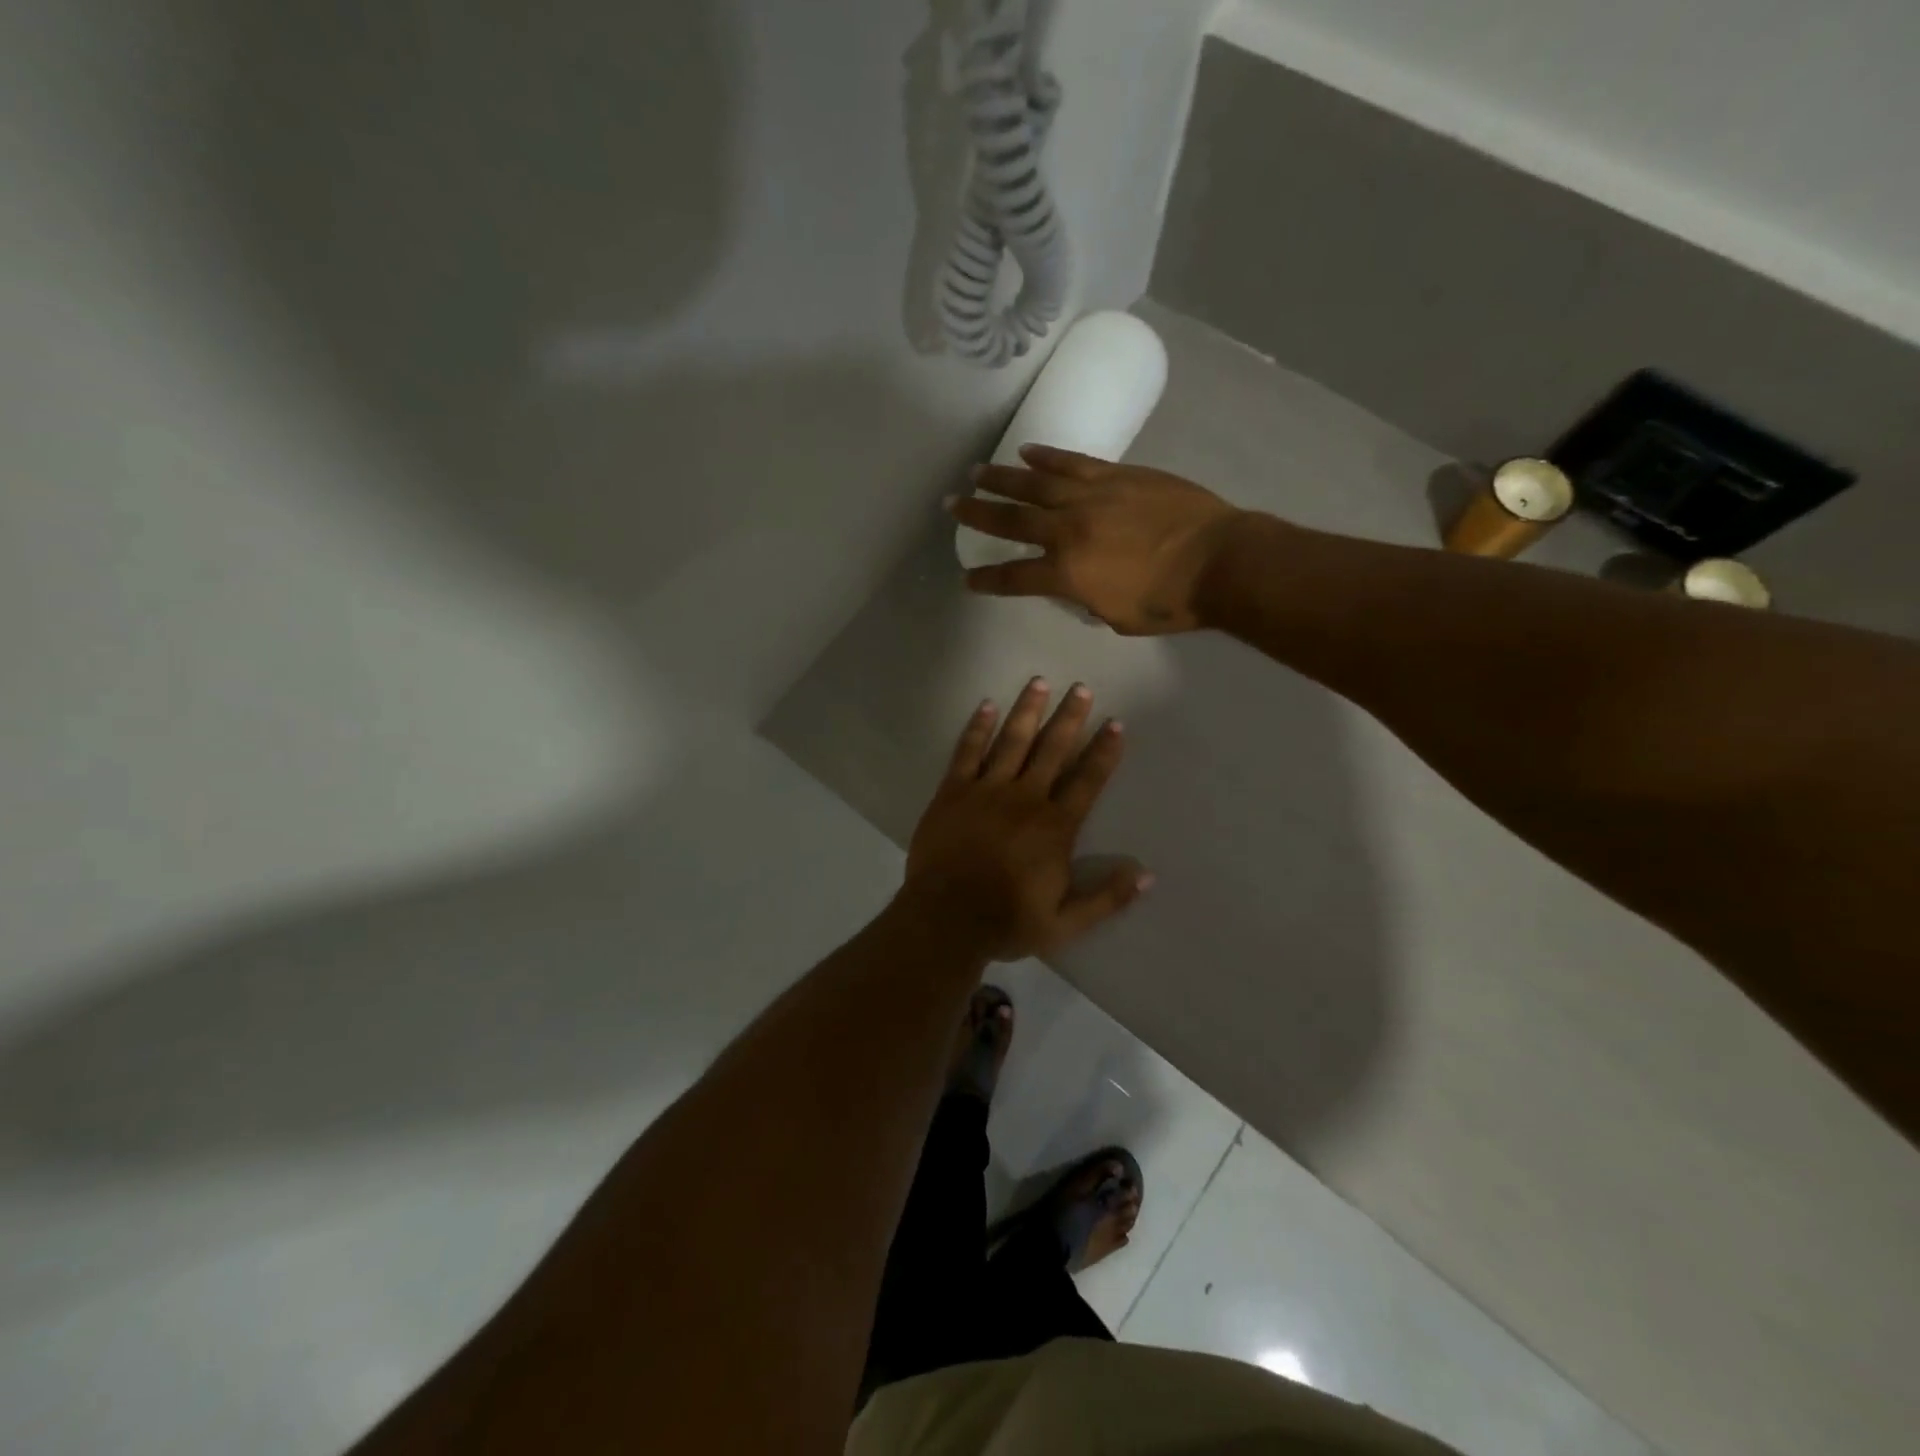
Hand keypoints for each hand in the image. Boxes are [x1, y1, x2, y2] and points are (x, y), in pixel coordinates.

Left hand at [904, 678, 1149, 960]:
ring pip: (1012, 741)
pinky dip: (978, 728)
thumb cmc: (1006, 922)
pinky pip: (967, 752)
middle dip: (1069, 717)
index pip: (1087, 780)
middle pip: (1052, 749)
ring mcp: (986, 791)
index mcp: (1055, 827)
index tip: (1115, 724)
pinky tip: (987, 706)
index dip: (1103, 751)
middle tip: (1081, 688)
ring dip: (1028, 711)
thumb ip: (1107, 898)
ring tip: (1040, 682)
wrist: (945, 920)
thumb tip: (1147, 875)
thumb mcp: (1065, 924)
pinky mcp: (953, 792)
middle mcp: (1025, 799)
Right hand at [949, 445, 1251, 633]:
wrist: (1219, 560)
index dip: (987, 579)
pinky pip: (1073, 462)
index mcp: (1067, 574)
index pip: (1014, 577)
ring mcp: (1092, 496)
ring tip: (977, 472)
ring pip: (1036, 484)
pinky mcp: (1117, 475)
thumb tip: (1078, 586)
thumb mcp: (1118, 617)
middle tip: (952, 504)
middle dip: (978, 514)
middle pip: (1012, 521)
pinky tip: (1027, 452)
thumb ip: (1087, 600)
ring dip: (1002, 478)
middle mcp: (1069, 530)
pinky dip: (1047, 456)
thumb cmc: (1171, 602)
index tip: (967, 578)